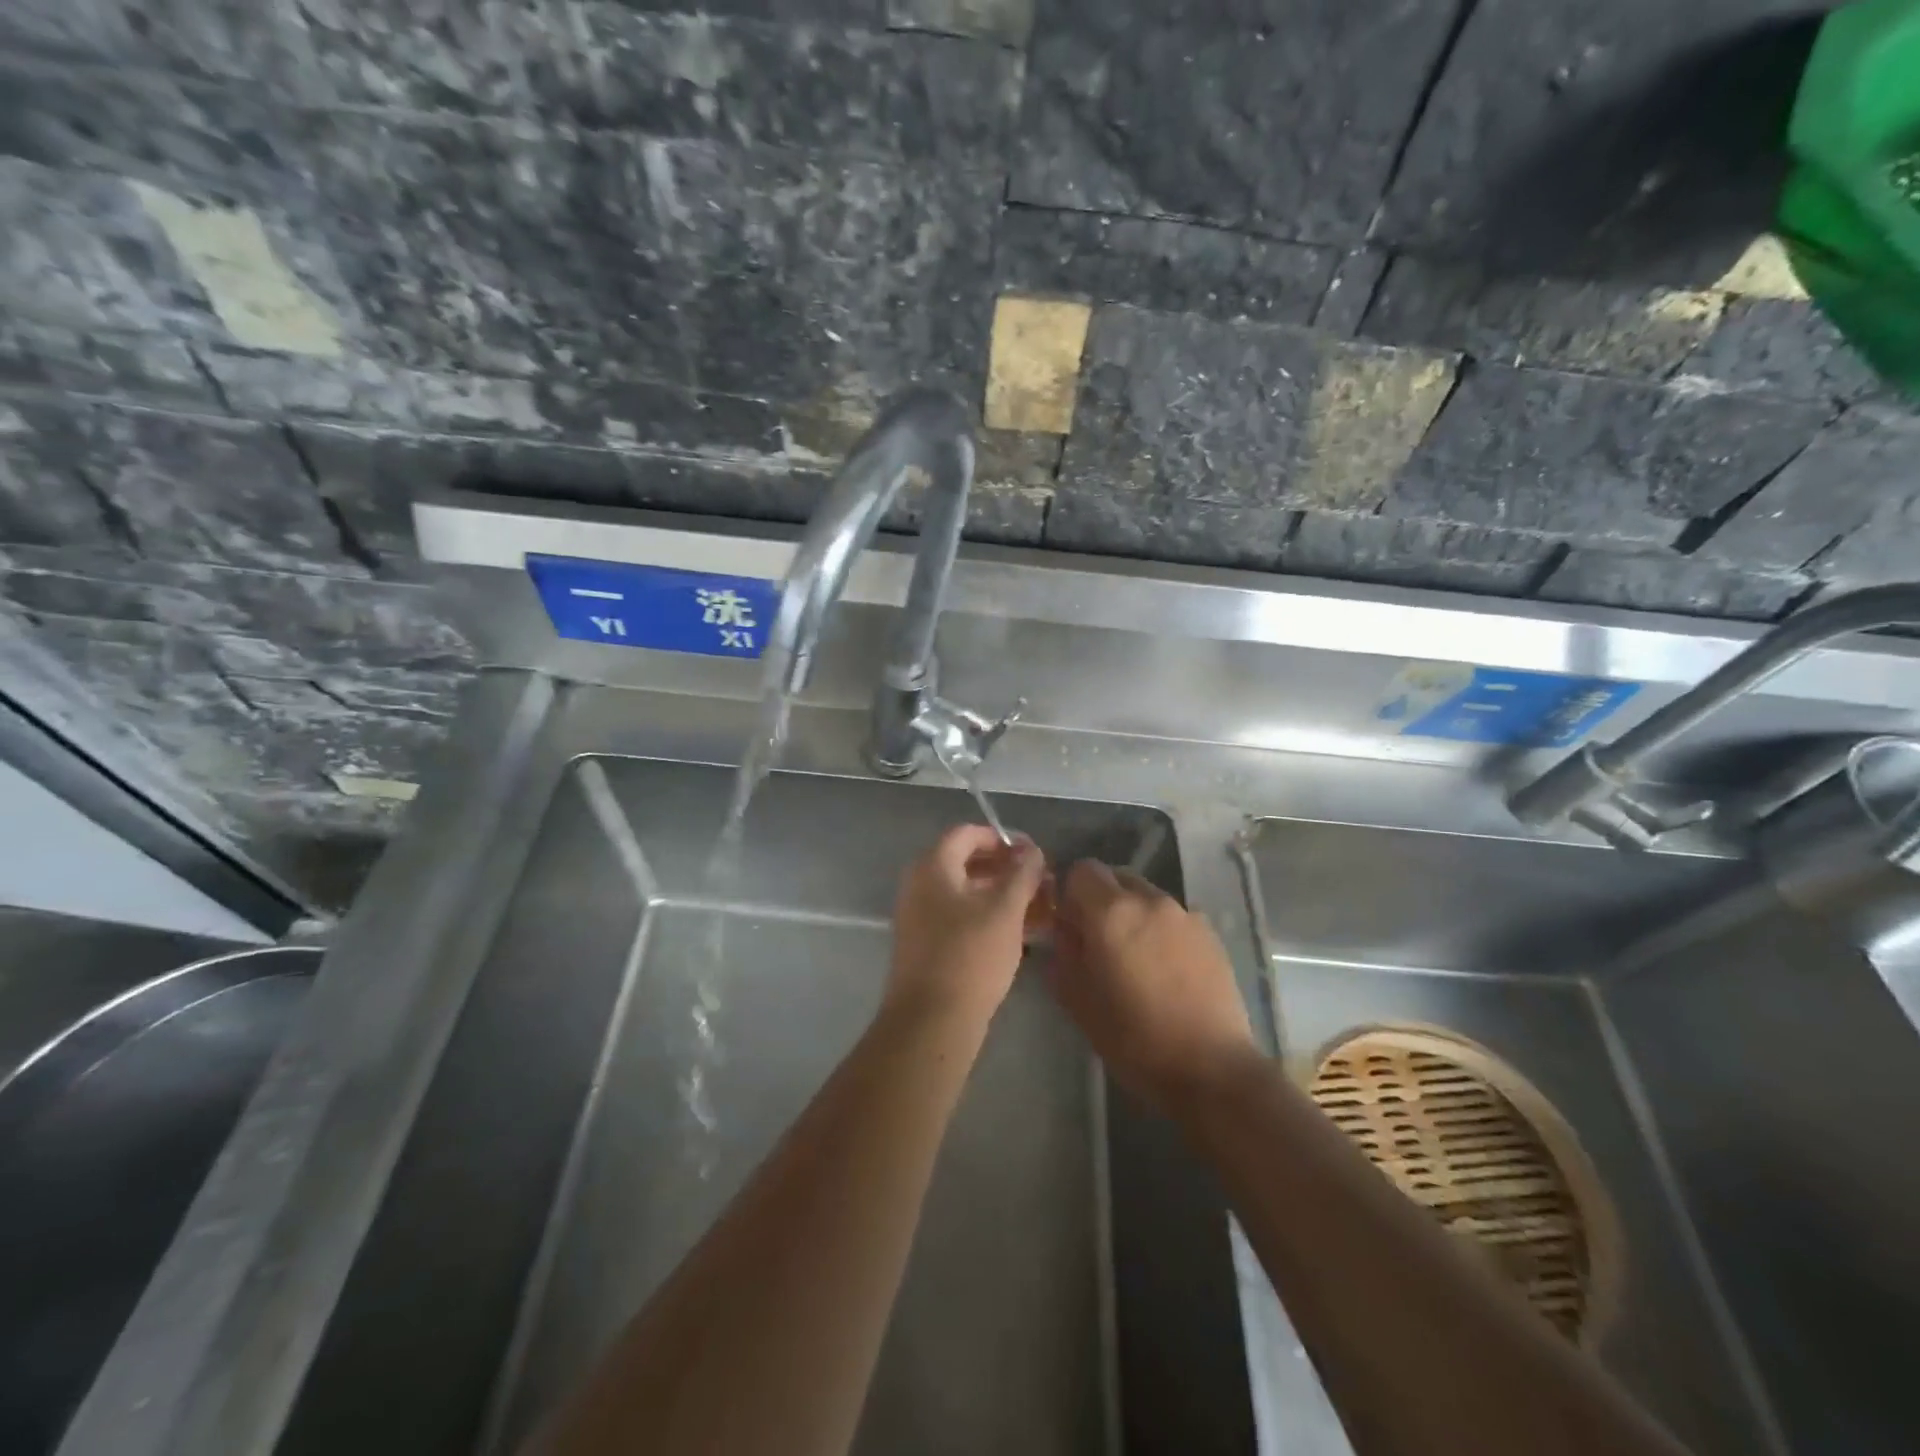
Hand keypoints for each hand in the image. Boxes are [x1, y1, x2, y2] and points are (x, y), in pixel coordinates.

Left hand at [887, 825, 1048, 1027]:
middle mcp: (920, 885)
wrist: (932, 1021)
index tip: (1034, 853)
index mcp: (932, 866)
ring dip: (1004, 896)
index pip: (967, 833)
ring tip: (1042, 908)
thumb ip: (1022, 874)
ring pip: (968, 894)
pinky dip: (991, 918)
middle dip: (1008, 869)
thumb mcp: (1005, 910)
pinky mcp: (928, 945)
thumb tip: (1032, 851)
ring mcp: (921, 917)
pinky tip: (1025, 932)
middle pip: (968, 863)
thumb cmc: (970, 955)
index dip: (1002, 838)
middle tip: (1043, 881)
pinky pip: (962, 918)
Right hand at [1049, 861, 1258, 1114]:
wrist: (1210, 1068)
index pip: (1081, 870)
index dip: (1070, 893)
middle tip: (1099, 942)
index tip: (1070, 925)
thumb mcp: (1076, 999)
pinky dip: (1161, 931)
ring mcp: (1185, 914)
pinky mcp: (1210, 934)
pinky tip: (1166, 971)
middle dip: (1101, 901)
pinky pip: (1173, 918)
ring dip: (1133, 915)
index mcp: (1111, 911)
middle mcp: (1149, 900)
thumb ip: (1063, 951)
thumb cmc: (1133, 1037)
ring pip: (1146, 897)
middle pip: (1116, 877)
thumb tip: (1065, 928)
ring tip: (1136, 960)